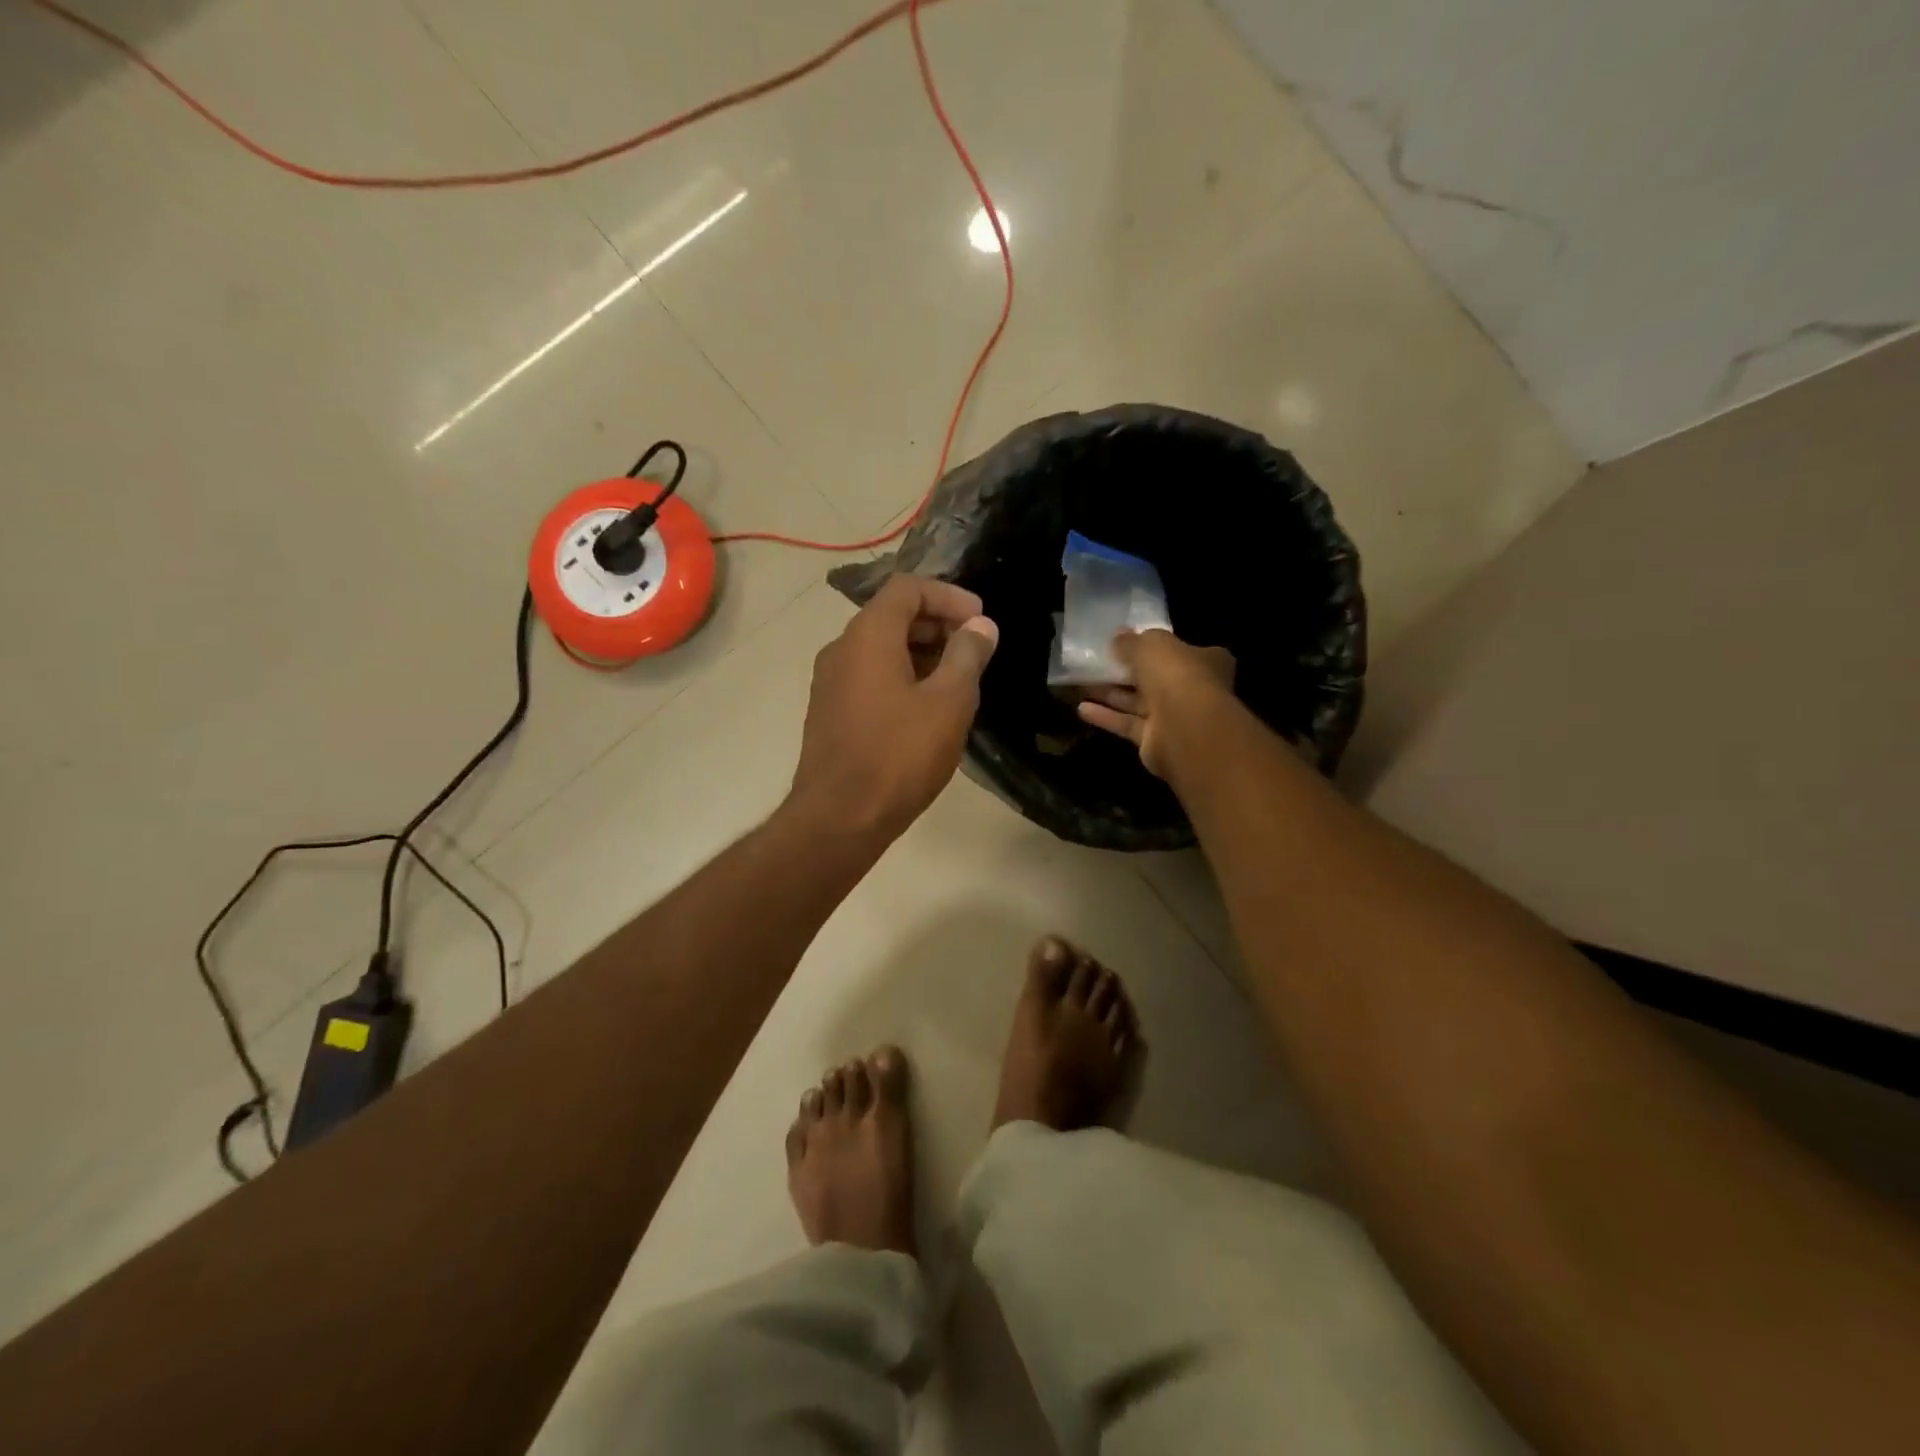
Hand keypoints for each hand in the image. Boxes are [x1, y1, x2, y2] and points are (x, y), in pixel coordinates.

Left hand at [788, 575, 998, 839]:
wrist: (839, 818)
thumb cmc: (899, 756)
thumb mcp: (949, 703)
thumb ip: (968, 656)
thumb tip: (981, 627)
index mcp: (868, 636)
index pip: (907, 588)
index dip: (949, 595)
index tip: (981, 620)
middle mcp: (841, 649)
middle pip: (892, 615)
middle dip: (938, 623)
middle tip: (975, 649)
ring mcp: (830, 682)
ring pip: (880, 648)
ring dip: (922, 652)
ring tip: (958, 680)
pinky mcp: (830, 711)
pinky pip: (869, 676)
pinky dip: (901, 676)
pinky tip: (928, 708)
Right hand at [1076, 630, 1234, 779]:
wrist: (1185, 727)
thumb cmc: (1176, 674)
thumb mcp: (1150, 644)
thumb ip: (1132, 641)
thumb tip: (1118, 637)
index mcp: (1203, 661)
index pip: (1177, 650)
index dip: (1152, 645)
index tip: (1126, 642)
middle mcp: (1192, 689)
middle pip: (1155, 678)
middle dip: (1126, 671)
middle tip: (1097, 662)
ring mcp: (1174, 717)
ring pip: (1138, 702)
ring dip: (1111, 694)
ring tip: (1082, 683)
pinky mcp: (1154, 740)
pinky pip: (1127, 724)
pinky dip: (1106, 717)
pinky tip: (1081, 709)